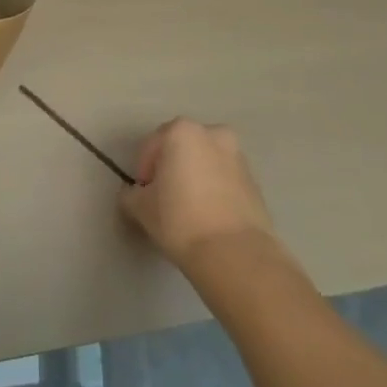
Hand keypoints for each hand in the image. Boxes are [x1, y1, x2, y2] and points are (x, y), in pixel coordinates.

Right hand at [120, 119, 276, 271]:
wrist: (236, 255)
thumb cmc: (180, 221)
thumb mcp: (140, 208)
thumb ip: (130, 194)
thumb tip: (134, 194)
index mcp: (182, 131)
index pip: (151, 147)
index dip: (143, 172)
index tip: (142, 197)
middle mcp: (212, 134)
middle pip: (181, 149)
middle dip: (171, 170)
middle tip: (163, 200)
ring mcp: (238, 157)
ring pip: (205, 163)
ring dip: (194, 179)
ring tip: (188, 211)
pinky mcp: (255, 182)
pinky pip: (225, 181)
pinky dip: (214, 191)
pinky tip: (208, 218)